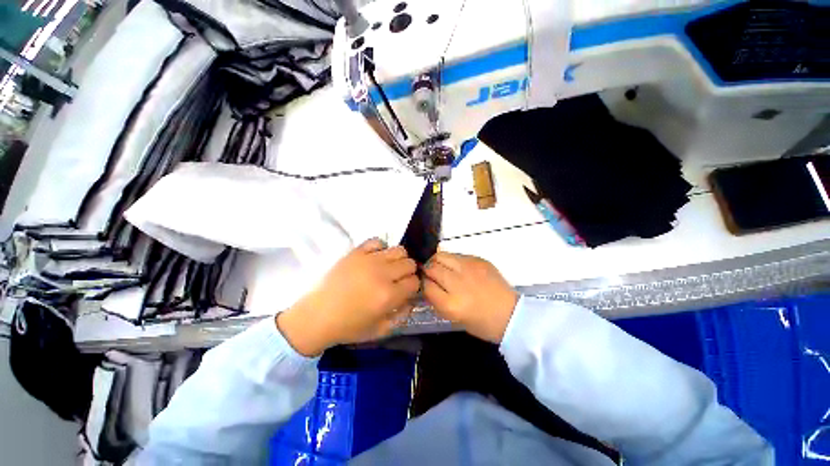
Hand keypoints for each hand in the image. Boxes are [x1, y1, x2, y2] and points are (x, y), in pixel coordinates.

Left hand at [277, 239, 419, 355]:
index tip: (406, 291)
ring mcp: (368, 260)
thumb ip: (402, 315)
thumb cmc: (348, 327)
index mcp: (388, 295)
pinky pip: (377, 241)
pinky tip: (376, 258)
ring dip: (399, 259)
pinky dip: (381, 249)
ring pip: (399, 250)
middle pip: (410, 263)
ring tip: (389, 268)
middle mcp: (382, 274)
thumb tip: (412, 299)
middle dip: (408, 272)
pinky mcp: (356, 252)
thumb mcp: (380, 330)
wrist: (317, 316)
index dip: (413, 287)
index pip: (415, 282)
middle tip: (398, 280)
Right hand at [423, 252, 517, 342]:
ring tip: (441, 267)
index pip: (426, 285)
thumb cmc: (480, 322)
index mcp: (451, 304)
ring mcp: (469, 268)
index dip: (423, 283)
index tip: (425, 283)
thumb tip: (426, 282)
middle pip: (432, 267)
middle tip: (431, 274)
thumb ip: (436, 299)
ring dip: (437, 261)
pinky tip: (457, 268)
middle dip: (427, 270)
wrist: (511, 314)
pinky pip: (456, 255)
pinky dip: (452, 260)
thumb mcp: (452, 317)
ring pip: (441, 255)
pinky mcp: (478, 260)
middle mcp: (458, 283)